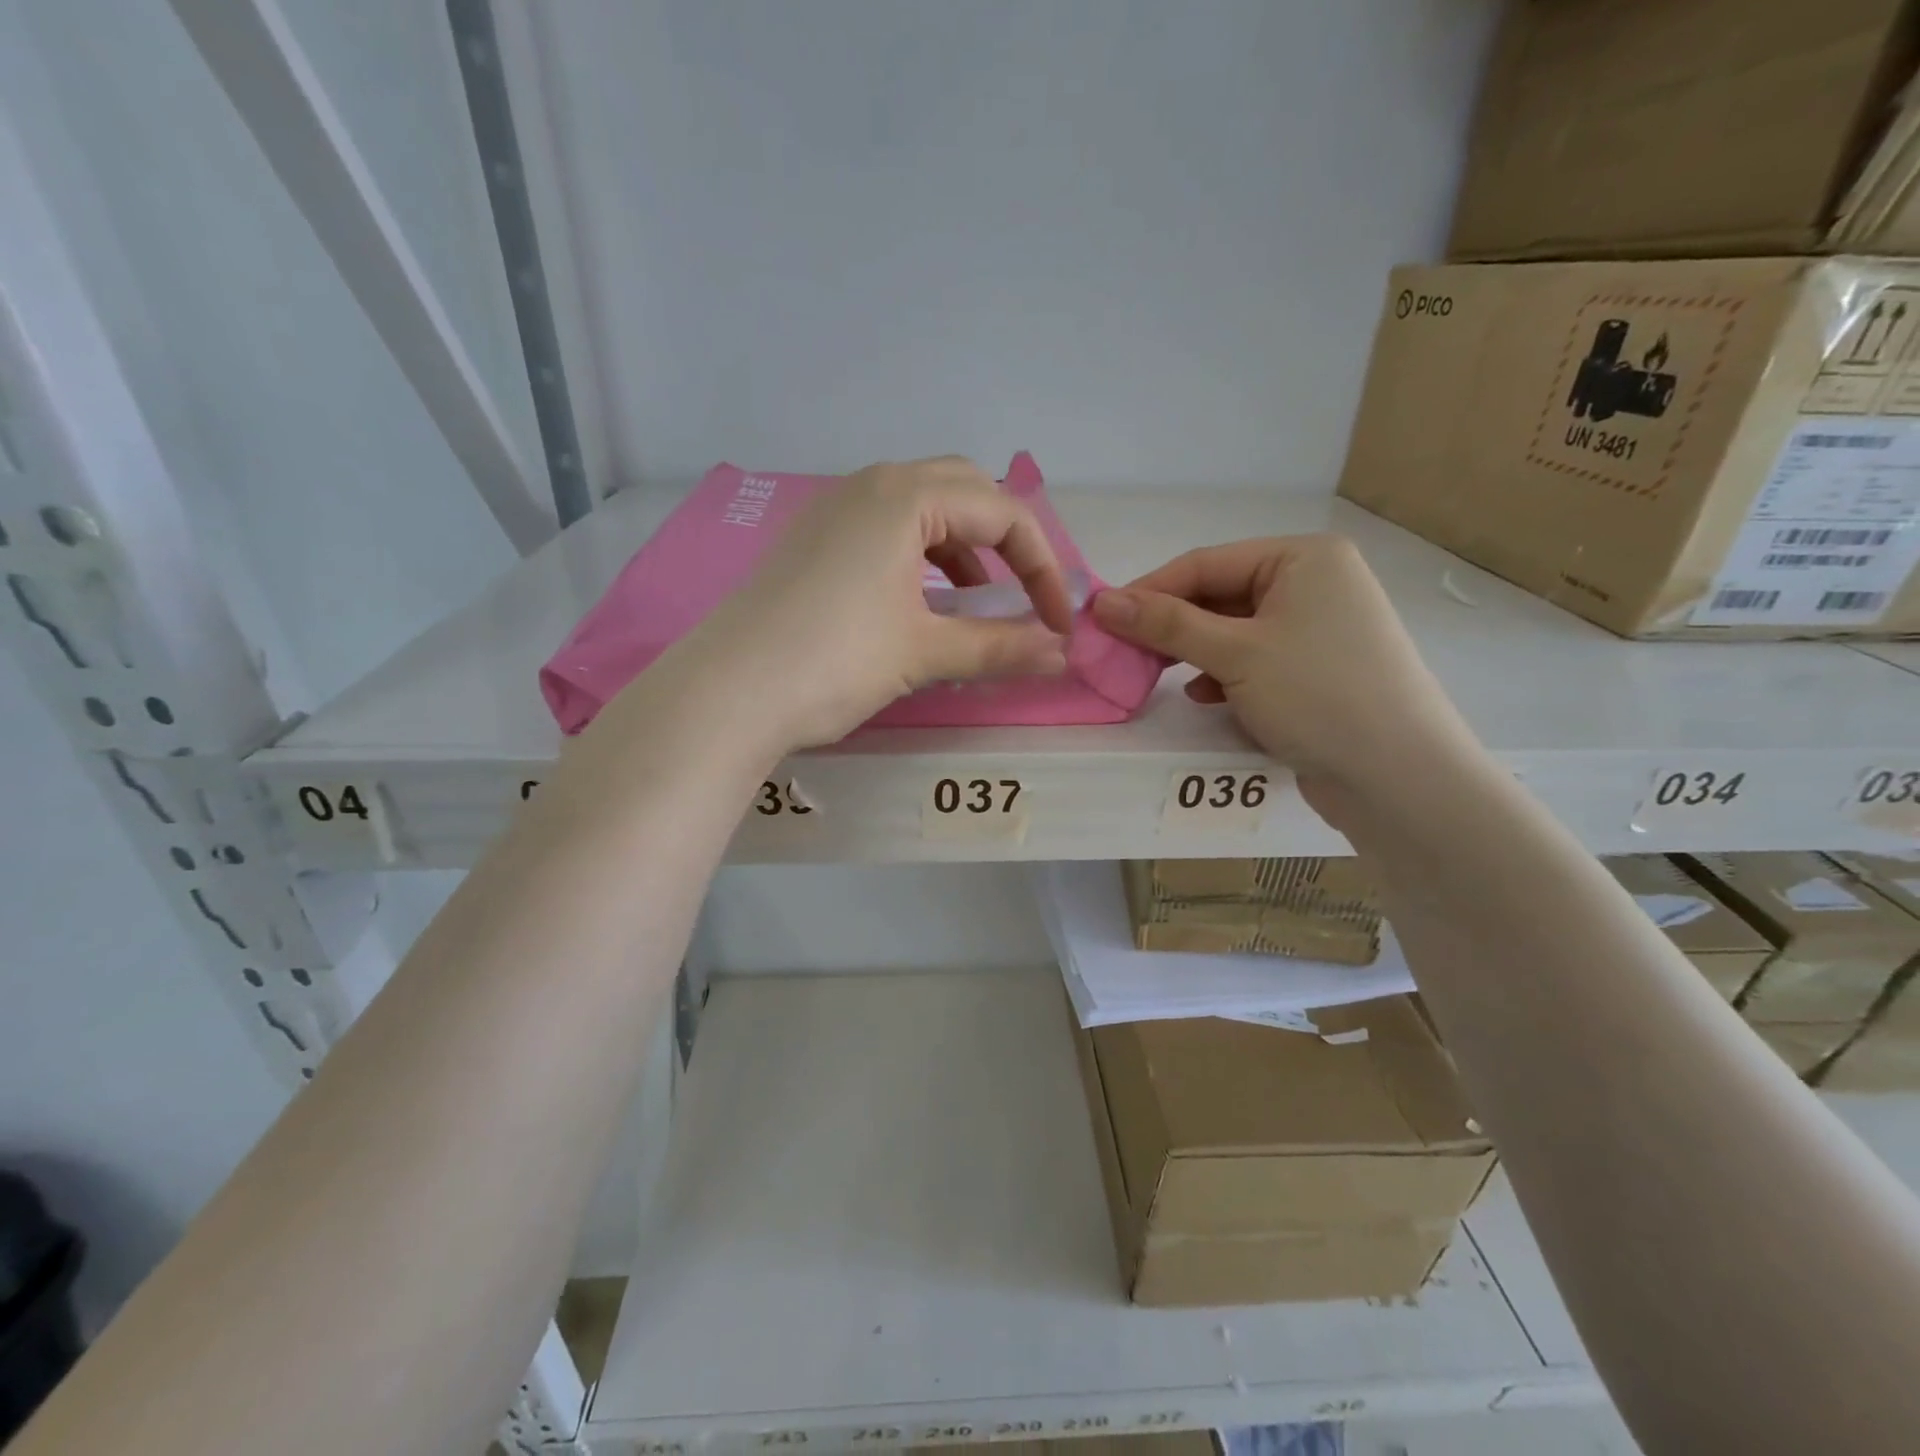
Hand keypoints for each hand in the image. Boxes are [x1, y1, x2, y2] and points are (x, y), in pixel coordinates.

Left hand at [675, 457, 1074, 749]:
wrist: (726, 693)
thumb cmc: (834, 661)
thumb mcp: (925, 653)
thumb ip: (1000, 648)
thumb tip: (1063, 656)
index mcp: (905, 496)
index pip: (1002, 513)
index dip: (1042, 568)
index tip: (1058, 623)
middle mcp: (870, 486)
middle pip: (964, 491)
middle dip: (1006, 540)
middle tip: (1022, 594)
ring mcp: (834, 510)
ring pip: (922, 508)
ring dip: (963, 548)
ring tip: (978, 603)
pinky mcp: (812, 541)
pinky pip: (886, 529)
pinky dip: (922, 557)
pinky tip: (922, 602)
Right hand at [1091, 535, 1477, 813]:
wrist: (1398, 777)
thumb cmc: (1317, 695)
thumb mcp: (1234, 654)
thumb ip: (1166, 624)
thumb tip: (1102, 603)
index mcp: (1303, 558)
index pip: (1205, 564)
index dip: (1149, 591)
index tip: (1101, 620)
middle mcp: (1315, 583)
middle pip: (1219, 596)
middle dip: (1172, 627)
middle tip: (1125, 654)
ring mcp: (1319, 628)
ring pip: (1234, 631)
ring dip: (1195, 653)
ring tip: (1160, 677)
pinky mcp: (1317, 669)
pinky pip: (1255, 659)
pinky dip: (1225, 675)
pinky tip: (1206, 697)